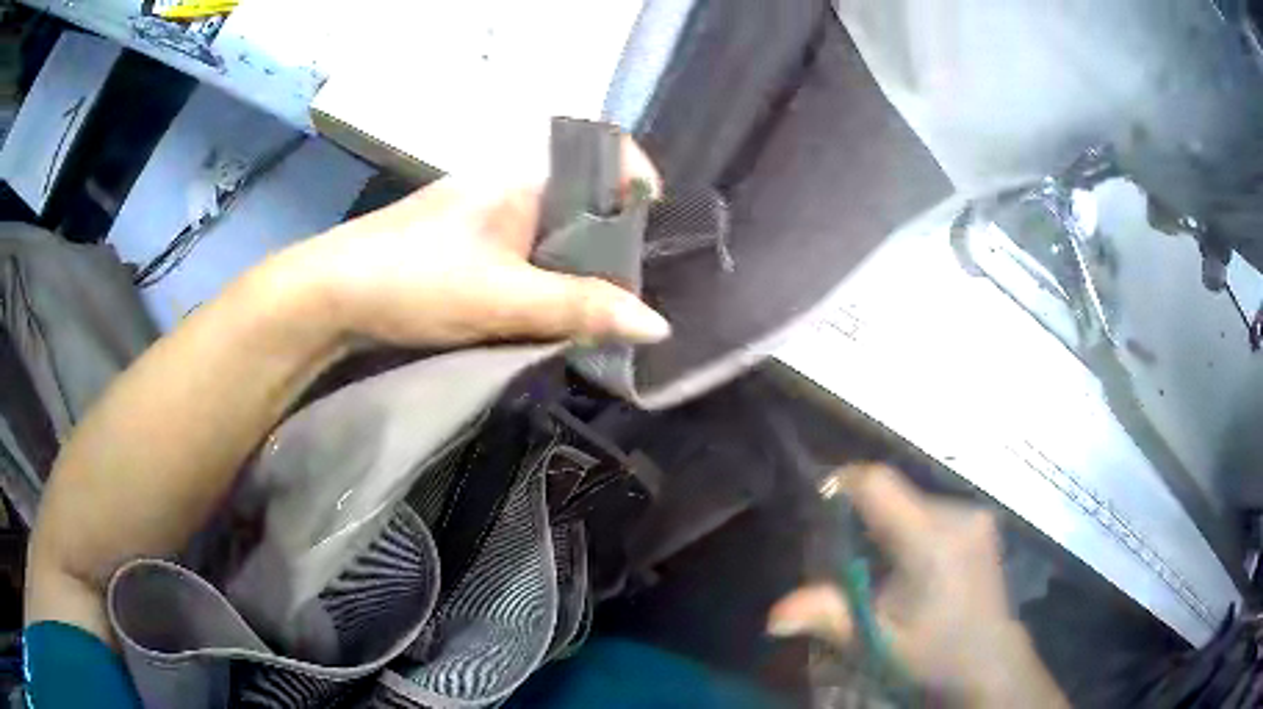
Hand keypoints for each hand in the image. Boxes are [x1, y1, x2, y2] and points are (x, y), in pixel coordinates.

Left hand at [270, 137, 670, 348]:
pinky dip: (545, 279)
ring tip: (595, 310)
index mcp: (524, 175)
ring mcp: (485, 213)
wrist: (330, 294)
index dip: (638, 181)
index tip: (654, 232)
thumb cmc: (415, 280)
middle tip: (627, 292)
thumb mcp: (504, 298)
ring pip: (554, 232)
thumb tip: (656, 325)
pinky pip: (526, 252)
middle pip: (585, 200)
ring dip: (577, 269)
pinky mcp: (467, 243)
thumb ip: (581, 308)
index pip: (604, 152)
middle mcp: (509, 184)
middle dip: (613, 244)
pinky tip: (547, 311)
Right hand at [768, 465, 1065, 707]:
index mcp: (930, 540)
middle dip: (866, 516)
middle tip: (846, 556)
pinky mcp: (984, 521)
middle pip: (896, 492)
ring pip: (916, 500)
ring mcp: (976, 514)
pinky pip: (936, 509)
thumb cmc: (933, 654)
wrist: (990, 661)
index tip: (819, 503)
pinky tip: (915, 565)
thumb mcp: (877, 642)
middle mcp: (957, 513)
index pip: (879, 484)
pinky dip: (915, 527)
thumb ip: (829, 617)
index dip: (843, 483)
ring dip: (892, 523)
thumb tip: (773, 617)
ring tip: (883, 566)